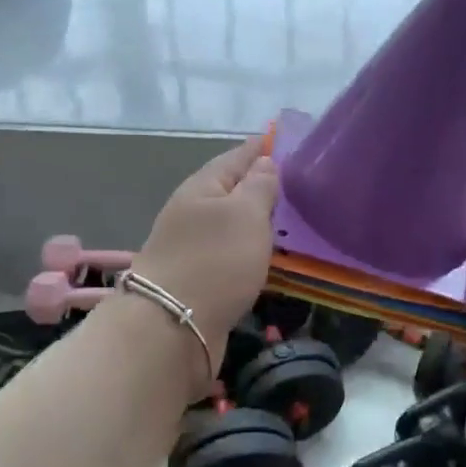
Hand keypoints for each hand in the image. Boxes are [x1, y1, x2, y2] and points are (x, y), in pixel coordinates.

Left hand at [131, 136, 279, 367]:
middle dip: (258, 182)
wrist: (171, 326)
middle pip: (230, 189)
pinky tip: (265, 254)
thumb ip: (259, 186)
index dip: (260, 148)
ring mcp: (191, 245)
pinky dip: (247, 247)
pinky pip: (228, 251)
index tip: (282, 139)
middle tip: (294, 181)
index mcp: (203, 187)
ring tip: (286, 217)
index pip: (236, 156)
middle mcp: (192, 211)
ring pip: (228, 222)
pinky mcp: (196, 277)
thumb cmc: (214, 260)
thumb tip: (264, 163)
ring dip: (253, 218)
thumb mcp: (245, 214)